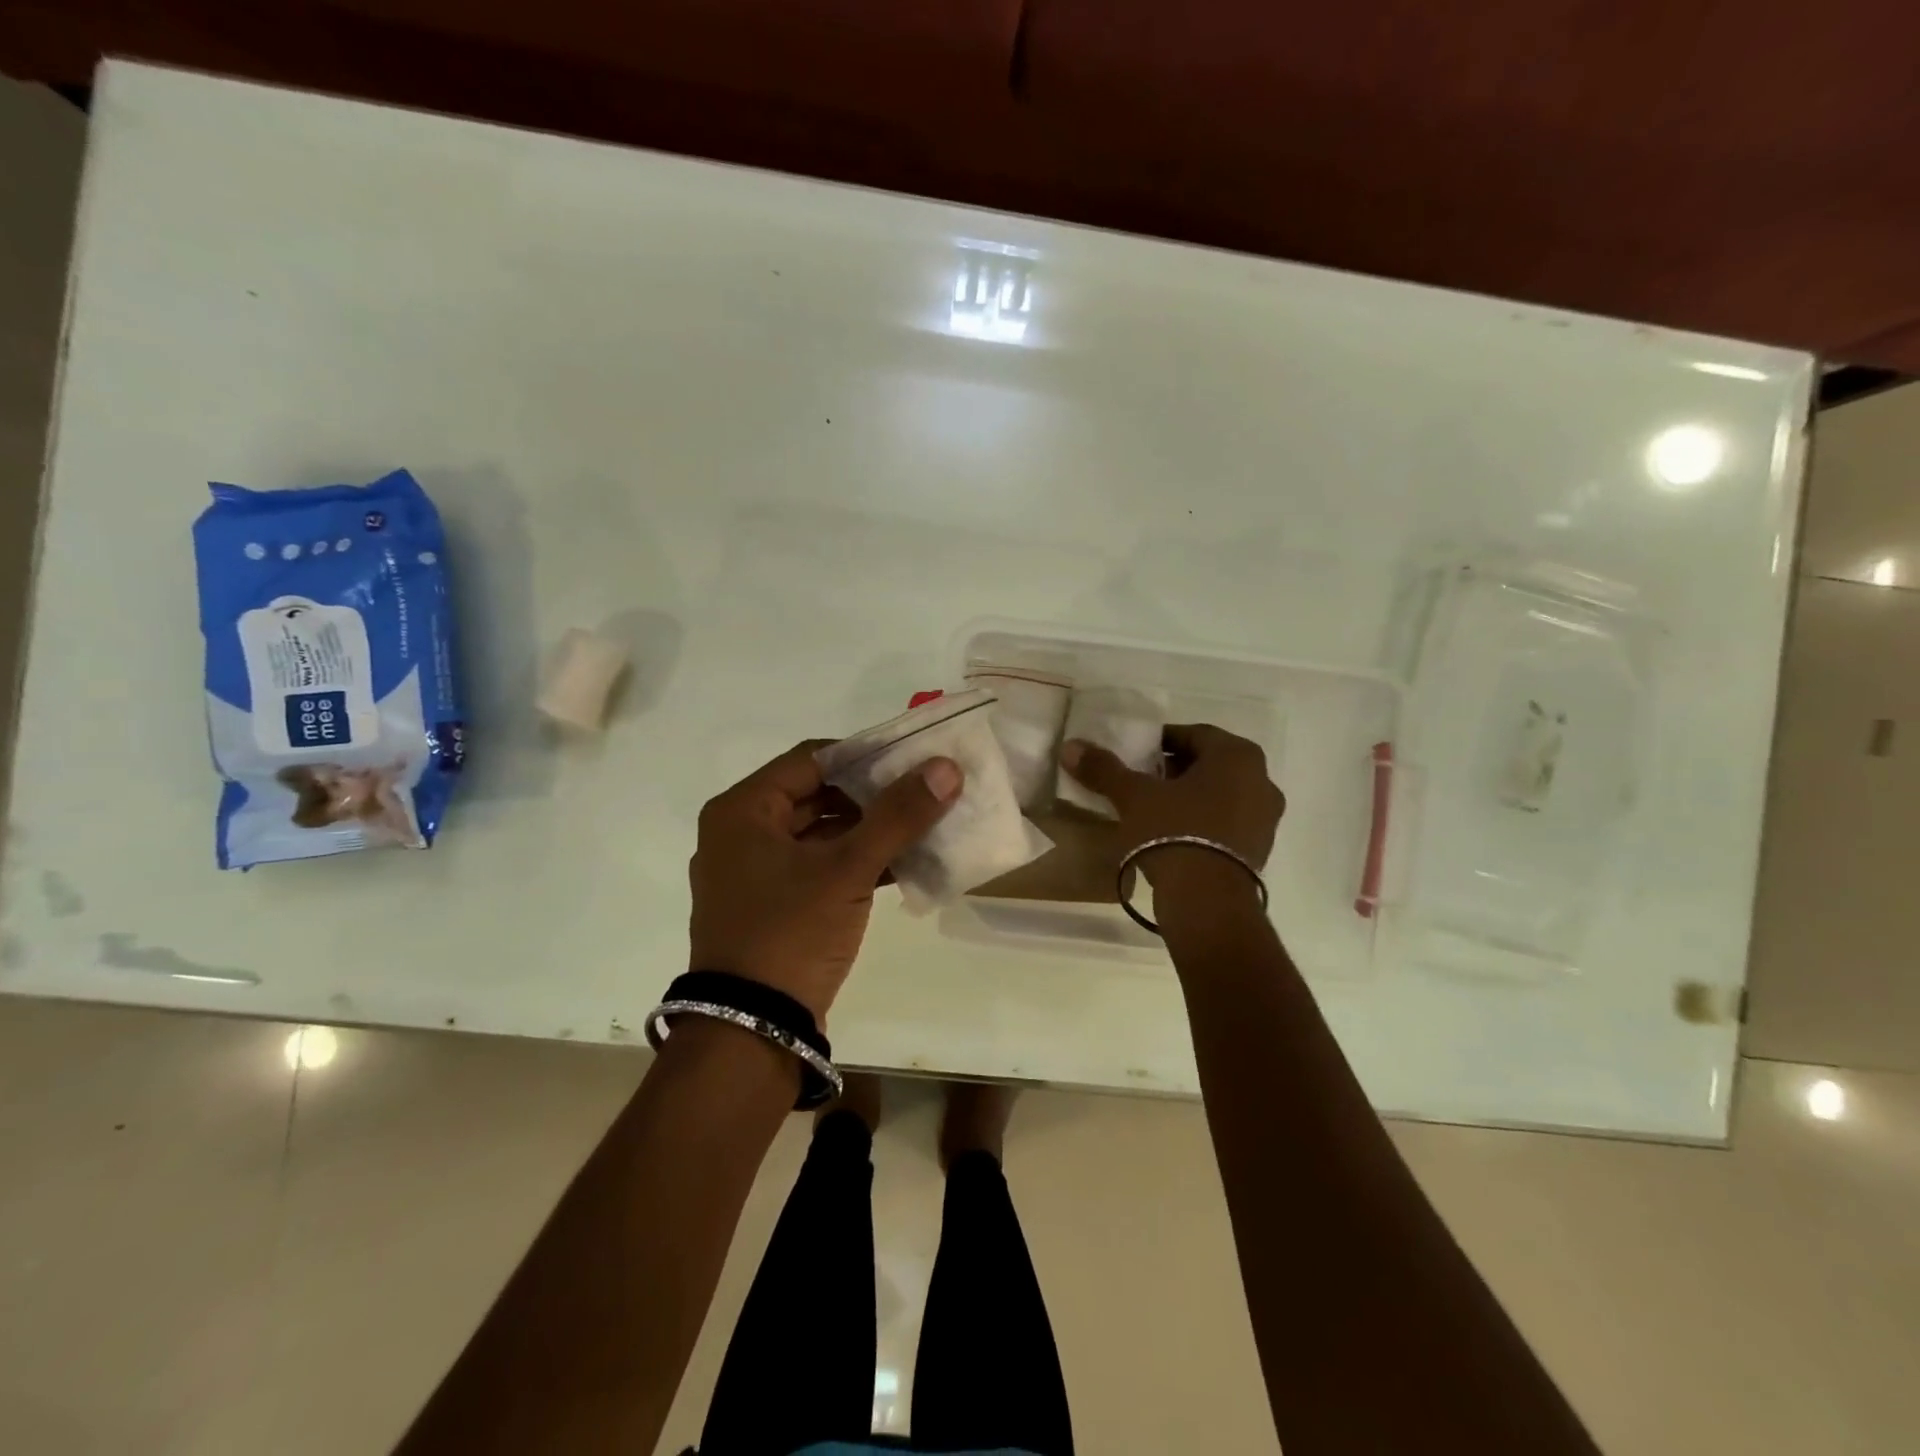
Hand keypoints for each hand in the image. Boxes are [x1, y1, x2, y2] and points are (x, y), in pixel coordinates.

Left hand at [689, 741, 962, 1022]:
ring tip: (923, 824)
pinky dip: (856, 863)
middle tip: (924, 790)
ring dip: (870, 830)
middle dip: (873, 796)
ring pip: (822, 833)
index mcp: (743, 810)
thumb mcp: (848, 869)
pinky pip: (819, 867)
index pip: (811, 759)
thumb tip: (946, 767)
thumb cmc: (791, 932)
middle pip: (817, 795)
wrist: (751, 1031)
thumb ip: (898, 815)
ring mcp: (755, 873)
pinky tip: (903, 864)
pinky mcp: (773, 905)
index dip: (865, 755)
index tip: (912, 759)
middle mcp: (741, 833)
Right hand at [1060, 723, 1282, 890]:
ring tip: (1156, 809)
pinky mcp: (1260, 849)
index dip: (1162, 741)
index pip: (1194, 734)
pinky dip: (1205, 821)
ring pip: (1221, 793)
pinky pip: (1228, 822)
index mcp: (1237, 755)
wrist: (1206, 901)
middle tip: (1143, 780)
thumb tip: (1070, 747)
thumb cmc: (1173, 832)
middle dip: (1176, 769)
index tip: (1137, 754)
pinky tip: (1176, 835)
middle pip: (1210, 764)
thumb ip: (1104, 769)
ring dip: (1191, 796)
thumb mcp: (1133, 797)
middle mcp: (1261, 780)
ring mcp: (1266, 818)